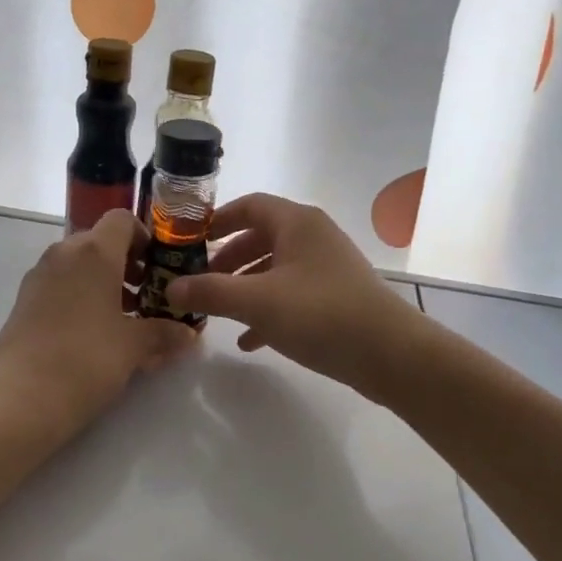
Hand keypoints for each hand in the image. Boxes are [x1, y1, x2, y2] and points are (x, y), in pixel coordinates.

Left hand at [0, 209, 196, 436]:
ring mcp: (39, 276)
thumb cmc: (86, 359)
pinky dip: (81, 297)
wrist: (20, 397)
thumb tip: (188, 333)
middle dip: (126, 264)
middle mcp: (64, 253)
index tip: (158, 268)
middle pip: (100, 242)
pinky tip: (94, 334)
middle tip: (146, 297)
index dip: (144, 237)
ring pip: (79, 265)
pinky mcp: (24, 300)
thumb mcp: (134, 347)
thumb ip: (164, 333)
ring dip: (104, 282)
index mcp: (94, 252)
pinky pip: (60, 285)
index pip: (122, 220)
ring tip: (123, 320)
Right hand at [165, 194, 422, 394]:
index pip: (249, 205)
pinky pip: (292, 295)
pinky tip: (249, 340)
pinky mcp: (336, 298)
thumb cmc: (320, 314)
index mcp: (297, 223)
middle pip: (259, 238)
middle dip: (226, 260)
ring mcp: (327, 268)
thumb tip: (170, 288)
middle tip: (199, 282)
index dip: (216, 220)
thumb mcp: (256, 301)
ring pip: (274, 269)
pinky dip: (267, 310)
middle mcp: (313, 237)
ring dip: (244, 287)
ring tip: (217, 312)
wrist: (391, 355)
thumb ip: (210, 292)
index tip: (188, 242)